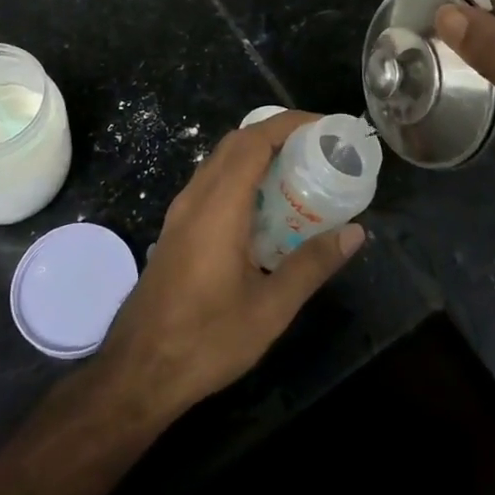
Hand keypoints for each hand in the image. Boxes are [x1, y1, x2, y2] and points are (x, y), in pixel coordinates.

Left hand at [95, 111, 365, 416]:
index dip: (289, 124)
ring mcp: (181, 212)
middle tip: (318, 148)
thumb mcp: (270, 309)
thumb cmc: (206, 340)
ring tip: (298, 170)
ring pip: (220, 161)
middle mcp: (196, 197)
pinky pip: (211, 182)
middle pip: (236, 143)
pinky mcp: (176, 228)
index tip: (325, 126)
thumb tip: (355, 232)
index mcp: (219, 206)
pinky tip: (265, 206)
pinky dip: (241, 175)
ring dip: (257, 153)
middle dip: (277, 134)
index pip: (253, 141)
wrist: (138, 371)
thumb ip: (312, 265)